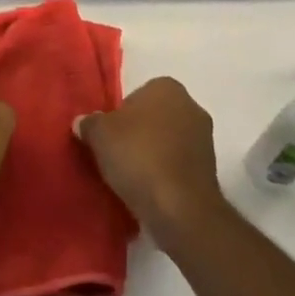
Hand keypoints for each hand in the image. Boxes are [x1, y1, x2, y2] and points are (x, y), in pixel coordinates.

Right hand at [75, 77, 224, 241]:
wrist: (180, 208)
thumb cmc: (138, 157)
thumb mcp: (99, 134)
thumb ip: (90, 123)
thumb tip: (84, 122)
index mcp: (167, 87)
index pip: (136, 95)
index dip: (119, 116)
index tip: (108, 137)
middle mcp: (191, 106)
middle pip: (153, 117)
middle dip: (137, 133)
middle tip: (115, 155)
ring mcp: (205, 138)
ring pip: (167, 141)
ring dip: (152, 154)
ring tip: (130, 176)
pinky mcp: (210, 170)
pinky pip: (178, 164)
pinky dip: (165, 173)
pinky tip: (149, 190)